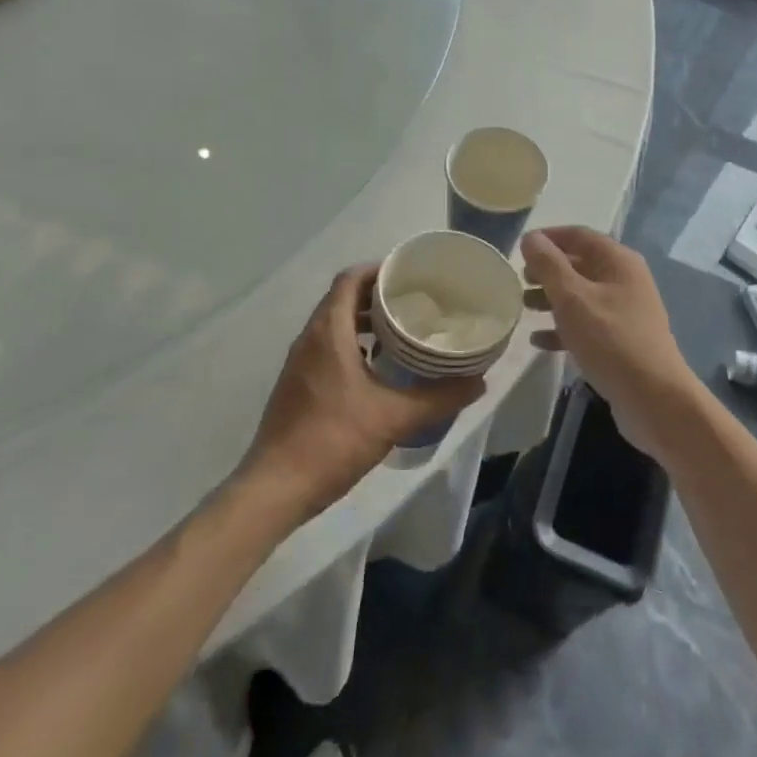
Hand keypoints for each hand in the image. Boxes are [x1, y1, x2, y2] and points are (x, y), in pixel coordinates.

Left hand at [239, 265, 486, 521]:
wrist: (276, 487)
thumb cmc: (333, 440)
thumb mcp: (394, 417)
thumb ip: (438, 397)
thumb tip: (479, 382)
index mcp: (328, 332)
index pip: (350, 279)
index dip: (379, 270)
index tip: (410, 275)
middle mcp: (309, 337)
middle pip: (343, 298)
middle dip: (377, 294)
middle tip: (414, 301)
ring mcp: (299, 361)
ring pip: (334, 323)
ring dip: (364, 320)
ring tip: (401, 331)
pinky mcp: (297, 383)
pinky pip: (327, 346)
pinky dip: (352, 343)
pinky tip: (377, 367)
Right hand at [521, 227, 696, 460]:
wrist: (654, 399)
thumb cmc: (611, 340)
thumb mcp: (573, 298)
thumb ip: (549, 265)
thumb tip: (531, 237)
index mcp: (618, 261)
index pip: (579, 235)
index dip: (548, 238)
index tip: (520, 249)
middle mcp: (624, 280)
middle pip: (579, 264)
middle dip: (547, 271)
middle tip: (518, 282)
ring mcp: (625, 311)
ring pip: (581, 296)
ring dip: (551, 299)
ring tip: (523, 308)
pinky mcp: (620, 340)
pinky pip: (586, 324)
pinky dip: (562, 327)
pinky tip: (538, 341)